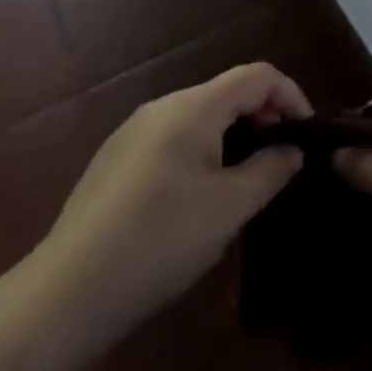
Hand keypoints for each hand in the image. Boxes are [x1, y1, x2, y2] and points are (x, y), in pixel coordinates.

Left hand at [24, 63, 309, 358]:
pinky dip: (204, 151)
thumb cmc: (160, 242)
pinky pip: (174, 138)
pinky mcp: (116, 162)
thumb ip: (270, 170)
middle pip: (227, 93)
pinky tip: (201, 196)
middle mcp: (162, 108)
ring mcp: (133, 133)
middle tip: (282, 160)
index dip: (291, 95)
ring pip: (200, 117)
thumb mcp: (230, 208)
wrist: (65, 295)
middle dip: (264, 118)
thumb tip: (293, 150)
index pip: (257, 76)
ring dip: (234, 136)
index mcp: (192, 108)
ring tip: (248, 180)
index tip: (306, 135)